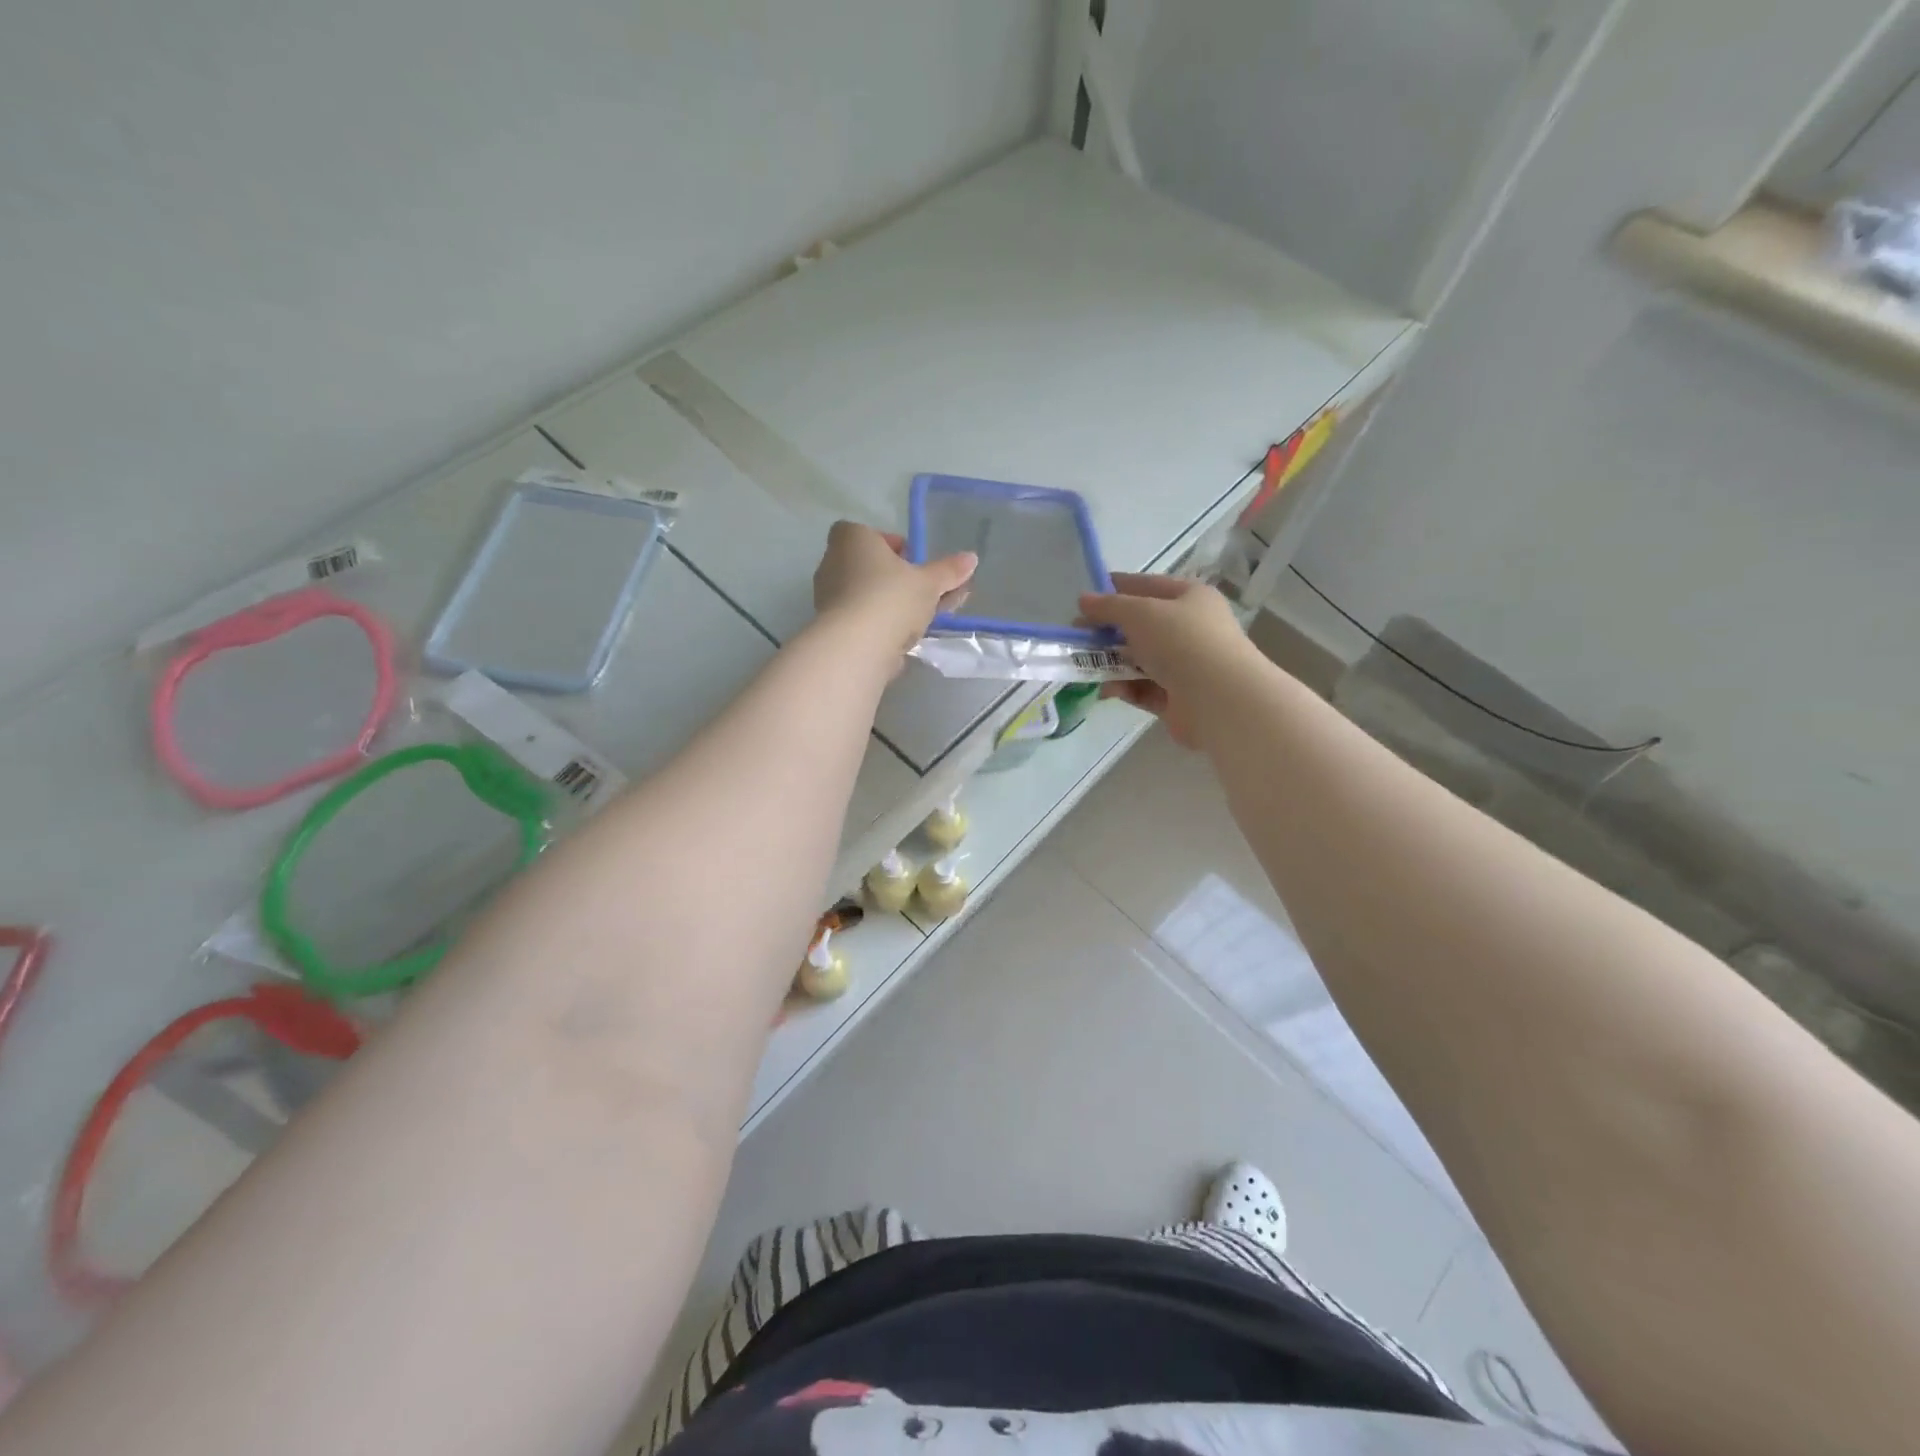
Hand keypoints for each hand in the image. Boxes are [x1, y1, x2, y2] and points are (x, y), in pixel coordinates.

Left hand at [812, 521, 976, 661]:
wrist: (855, 647)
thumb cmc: (890, 598)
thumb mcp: (928, 583)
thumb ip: (948, 571)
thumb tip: (971, 558)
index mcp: (852, 539)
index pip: (868, 533)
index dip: (891, 546)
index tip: (913, 563)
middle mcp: (832, 563)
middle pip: (869, 566)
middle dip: (896, 580)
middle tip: (923, 594)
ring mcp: (827, 597)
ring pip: (866, 596)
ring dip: (890, 606)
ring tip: (921, 621)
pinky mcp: (831, 628)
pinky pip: (860, 620)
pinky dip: (879, 627)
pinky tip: (902, 641)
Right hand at [1078, 574, 1255, 748]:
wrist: (1218, 698)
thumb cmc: (1181, 641)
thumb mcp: (1140, 613)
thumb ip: (1108, 606)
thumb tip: (1083, 600)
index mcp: (1190, 597)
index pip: (1147, 586)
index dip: (1115, 589)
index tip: (1084, 599)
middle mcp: (1190, 629)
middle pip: (1141, 625)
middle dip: (1108, 631)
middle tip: (1076, 636)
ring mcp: (1185, 665)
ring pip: (1139, 659)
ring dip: (1112, 662)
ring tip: (1083, 665)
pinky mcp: (1177, 698)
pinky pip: (1143, 688)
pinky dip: (1124, 687)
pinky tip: (1105, 689)